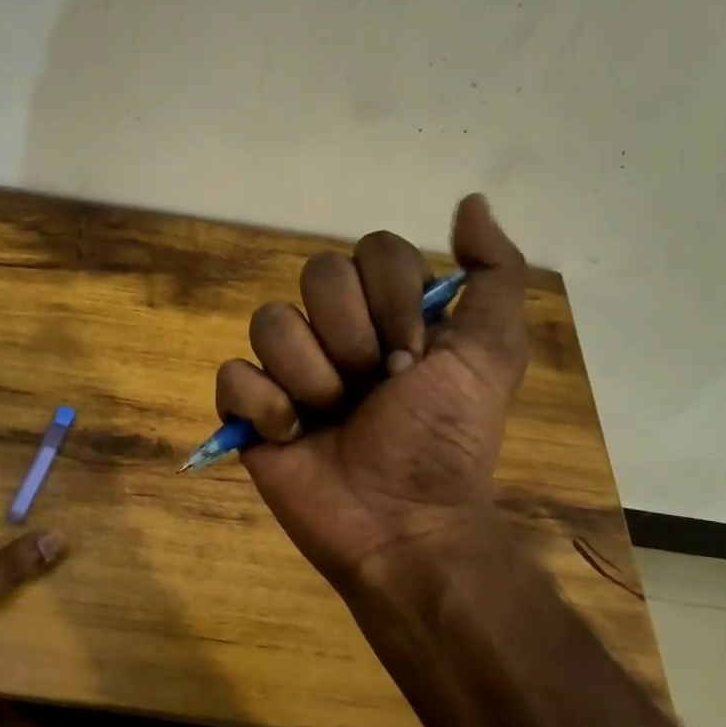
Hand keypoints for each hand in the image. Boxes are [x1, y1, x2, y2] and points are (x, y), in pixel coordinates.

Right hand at [214, 195, 527, 612]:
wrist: (405, 525)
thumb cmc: (447, 442)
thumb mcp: (491, 356)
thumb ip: (493, 275)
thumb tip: (470, 201)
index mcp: (387, 313)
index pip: (371, 251)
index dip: (393, 299)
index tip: (416, 356)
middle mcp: (334, 330)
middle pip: (316, 275)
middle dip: (352, 338)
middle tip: (376, 388)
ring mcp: (288, 369)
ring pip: (270, 321)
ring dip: (310, 376)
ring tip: (332, 418)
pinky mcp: (250, 409)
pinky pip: (232, 375)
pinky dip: (263, 405)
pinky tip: (291, 437)